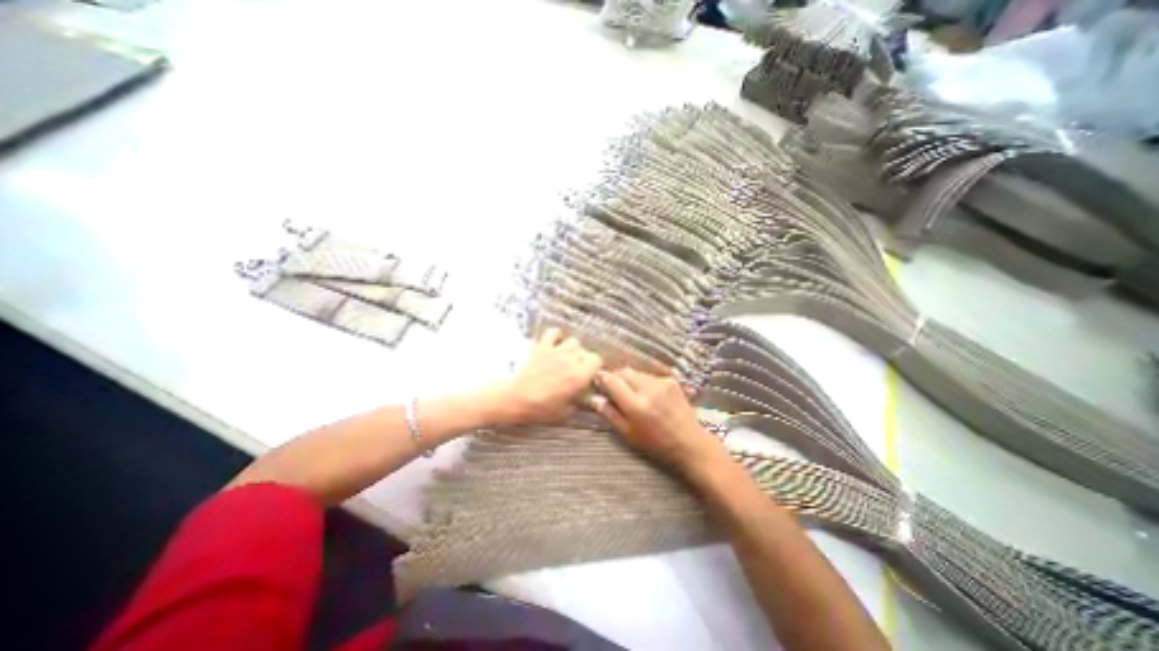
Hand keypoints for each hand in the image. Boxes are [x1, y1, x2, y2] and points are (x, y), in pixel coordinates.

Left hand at [482, 327, 602, 427]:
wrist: (515, 399)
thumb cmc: (541, 409)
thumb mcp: (566, 412)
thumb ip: (581, 403)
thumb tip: (590, 399)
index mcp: (579, 376)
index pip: (597, 360)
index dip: (593, 366)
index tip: (588, 374)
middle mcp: (570, 360)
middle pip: (585, 351)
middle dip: (582, 359)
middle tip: (575, 369)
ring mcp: (556, 351)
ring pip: (573, 341)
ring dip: (571, 348)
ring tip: (565, 357)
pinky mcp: (542, 346)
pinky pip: (554, 332)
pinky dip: (556, 336)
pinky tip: (554, 344)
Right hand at [599, 370, 720, 475]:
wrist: (690, 443)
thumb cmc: (655, 444)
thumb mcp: (628, 434)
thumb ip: (610, 414)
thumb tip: (594, 398)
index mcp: (636, 405)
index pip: (612, 380)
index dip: (602, 379)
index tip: (598, 382)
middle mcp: (648, 389)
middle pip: (624, 372)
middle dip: (616, 378)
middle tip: (614, 390)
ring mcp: (661, 382)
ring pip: (636, 372)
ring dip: (630, 379)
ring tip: (633, 395)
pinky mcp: (670, 380)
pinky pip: (649, 376)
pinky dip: (644, 382)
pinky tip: (649, 396)